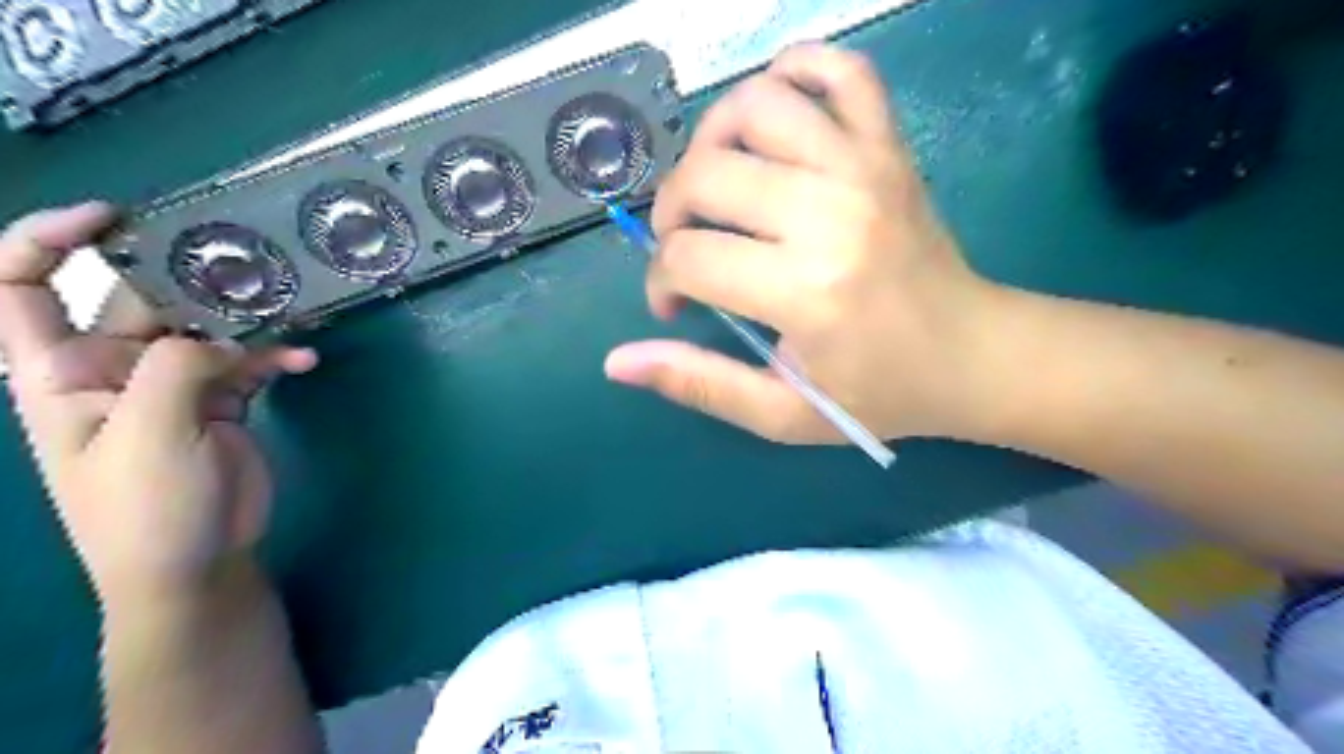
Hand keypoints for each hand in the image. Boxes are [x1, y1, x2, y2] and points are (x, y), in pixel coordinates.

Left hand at [0, 204, 317, 602]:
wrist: (196, 564)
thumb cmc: (147, 510)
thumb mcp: (150, 438)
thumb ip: (175, 371)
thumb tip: (220, 338)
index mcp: (61, 374)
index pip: (19, 289)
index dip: (47, 241)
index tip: (114, 218)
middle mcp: (113, 370)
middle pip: (139, 301)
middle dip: (186, 279)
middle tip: (244, 268)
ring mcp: (171, 386)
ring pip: (204, 328)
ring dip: (244, 318)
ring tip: (286, 310)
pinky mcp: (221, 402)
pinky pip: (248, 363)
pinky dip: (276, 356)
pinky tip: (304, 361)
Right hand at [606, 45, 1002, 444]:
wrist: (973, 355)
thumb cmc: (878, 393)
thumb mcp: (784, 414)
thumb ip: (700, 384)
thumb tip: (617, 362)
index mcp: (805, 291)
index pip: (689, 257)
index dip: (661, 281)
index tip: (675, 303)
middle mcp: (830, 214)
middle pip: (706, 175)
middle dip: (671, 213)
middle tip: (688, 247)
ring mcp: (865, 167)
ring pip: (754, 106)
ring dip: (712, 142)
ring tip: (717, 186)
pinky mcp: (890, 146)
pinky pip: (839, 69)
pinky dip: (795, 71)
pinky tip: (773, 119)